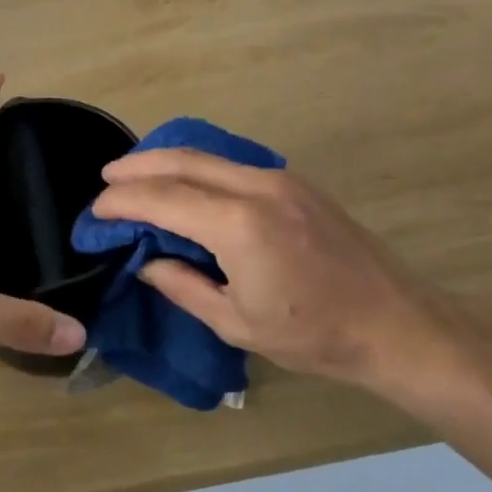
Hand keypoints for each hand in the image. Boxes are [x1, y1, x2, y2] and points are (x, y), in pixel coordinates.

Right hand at [91, 148, 478, 391]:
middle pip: (184, 161)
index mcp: (239, 225)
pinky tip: (187, 182)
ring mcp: (282, 179)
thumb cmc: (314, 335)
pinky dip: (200, 167)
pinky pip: (234, 164)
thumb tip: (147, 262)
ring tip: (138, 175)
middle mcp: (258, 187)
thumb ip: (184, 286)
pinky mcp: (298, 184)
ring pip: (210, 156)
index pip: (163, 199)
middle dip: (139, 166)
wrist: (395, 323)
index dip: (124, 202)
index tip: (97, 211)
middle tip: (107, 178)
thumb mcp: (237, 323)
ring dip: (169, 161)